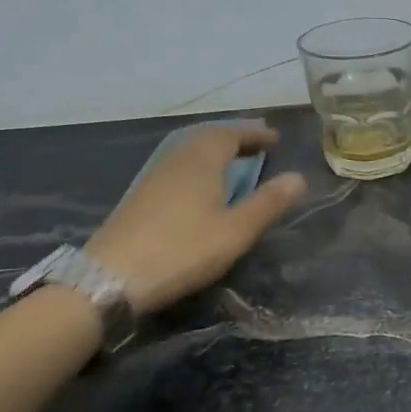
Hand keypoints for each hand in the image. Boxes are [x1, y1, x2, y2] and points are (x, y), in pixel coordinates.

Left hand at [87, 123, 305, 314]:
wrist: (111, 277)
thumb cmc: (182, 251)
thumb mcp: (235, 231)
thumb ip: (268, 203)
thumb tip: (299, 177)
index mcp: (201, 161)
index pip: (231, 134)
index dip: (254, 133)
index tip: (275, 138)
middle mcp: (176, 160)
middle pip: (207, 137)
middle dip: (234, 138)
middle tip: (257, 145)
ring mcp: (154, 177)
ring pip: (189, 151)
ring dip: (214, 151)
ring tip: (234, 162)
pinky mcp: (141, 197)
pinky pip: (178, 166)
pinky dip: (198, 165)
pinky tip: (202, 186)